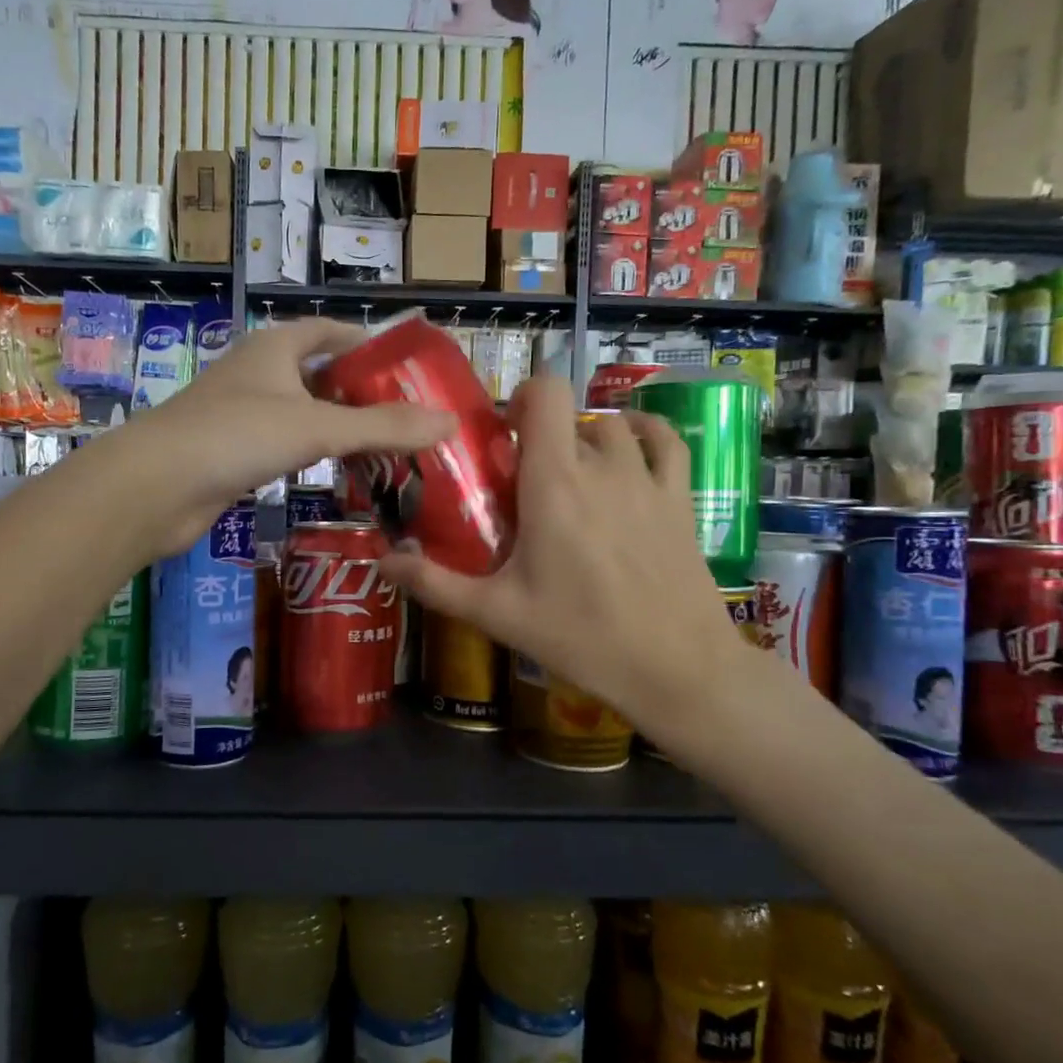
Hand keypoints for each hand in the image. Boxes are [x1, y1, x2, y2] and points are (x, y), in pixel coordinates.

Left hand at [124, 318, 455, 556]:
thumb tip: (450, 422)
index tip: (404, 365)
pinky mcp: (232, 451)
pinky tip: (336, 473)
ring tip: (384, 446)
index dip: (366, 342)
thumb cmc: (237, 436)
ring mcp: (241, 412)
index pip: (329, 330)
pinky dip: (312, 454)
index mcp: (275, 346)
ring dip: (337, 426)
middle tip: (406, 415)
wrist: (155, 486)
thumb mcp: (318, 426)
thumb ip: (383, 427)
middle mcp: (257, 372)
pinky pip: (284, 444)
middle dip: (359, 391)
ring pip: (302, 412)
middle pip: (319, 373)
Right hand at [379, 376, 747, 735]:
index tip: (504, 432)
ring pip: (614, 428)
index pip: (546, 393)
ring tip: (574, 477)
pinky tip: (632, 448)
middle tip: (526, 481)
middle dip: (544, 437)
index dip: (522, 396)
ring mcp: (647, 480)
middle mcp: (602, 466)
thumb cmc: (580, 636)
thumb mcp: (497, 613)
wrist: (676, 669)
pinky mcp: (681, 499)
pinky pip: (668, 442)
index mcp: (553, 483)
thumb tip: (381, 561)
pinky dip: (647, 433)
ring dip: (588, 439)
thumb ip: (434, 582)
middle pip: (571, 418)